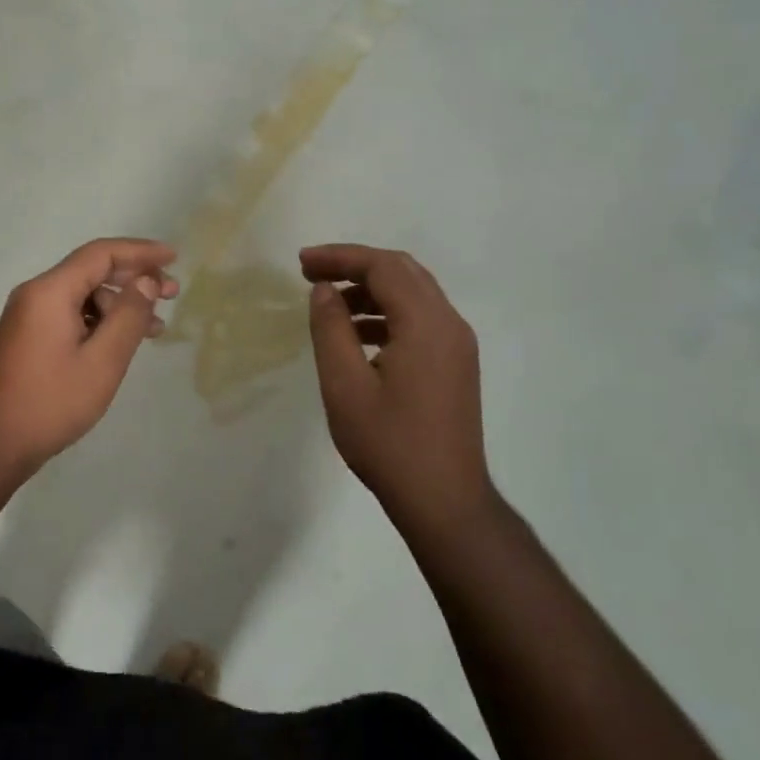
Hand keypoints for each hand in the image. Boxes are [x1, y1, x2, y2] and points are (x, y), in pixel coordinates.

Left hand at [0, 238, 178, 469]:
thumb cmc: (51, 402)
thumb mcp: (102, 361)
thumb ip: (128, 315)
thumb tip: (145, 281)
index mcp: (50, 291)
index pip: (101, 254)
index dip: (141, 252)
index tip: (173, 258)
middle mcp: (36, 293)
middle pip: (92, 270)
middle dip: (135, 277)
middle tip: (173, 293)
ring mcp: (28, 315)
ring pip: (83, 294)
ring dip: (120, 304)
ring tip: (155, 326)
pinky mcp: (27, 335)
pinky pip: (70, 312)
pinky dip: (100, 319)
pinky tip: (122, 340)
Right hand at [301, 244, 491, 524]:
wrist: (445, 502)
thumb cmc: (389, 444)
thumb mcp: (344, 385)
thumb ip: (331, 329)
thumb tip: (324, 290)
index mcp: (426, 324)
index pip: (383, 267)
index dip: (340, 257)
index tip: (301, 263)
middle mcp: (449, 324)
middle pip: (402, 272)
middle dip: (355, 266)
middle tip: (312, 273)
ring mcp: (458, 345)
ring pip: (413, 294)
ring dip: (371, 290)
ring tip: (329, 306)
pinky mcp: (456, 364)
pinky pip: (420, 319)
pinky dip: (387, 314)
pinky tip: (357, 336)